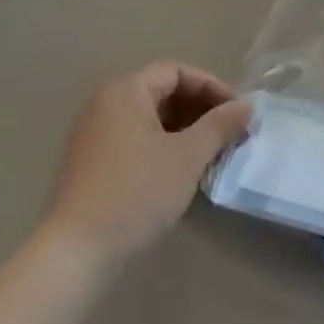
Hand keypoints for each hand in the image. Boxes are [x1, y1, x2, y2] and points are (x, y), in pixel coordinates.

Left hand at [47, 63, 251, 268]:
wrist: (76, 251)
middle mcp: (105, 102)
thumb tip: (247, 105)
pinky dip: (162, 144)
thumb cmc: (137, 191)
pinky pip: (135, 138)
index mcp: (126, 89)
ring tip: (211, 151)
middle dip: (199, 108)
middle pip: (162, 91)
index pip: (177, 71)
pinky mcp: (91, 162)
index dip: (212, 86)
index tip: (237, 111)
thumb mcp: (188, 156)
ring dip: (184, 128)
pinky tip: (181, 169)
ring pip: (149, 117)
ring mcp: (94, 133)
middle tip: (228, 132)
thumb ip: (220, 125)